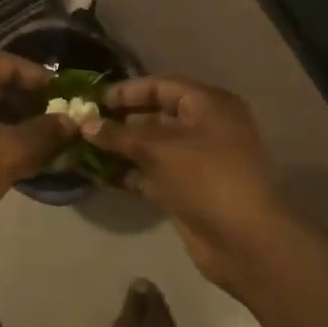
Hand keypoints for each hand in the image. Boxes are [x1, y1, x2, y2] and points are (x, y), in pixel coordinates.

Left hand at [0, 54, 75, 240]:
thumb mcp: (9, 153)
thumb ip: (44, 132)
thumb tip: (71, 121)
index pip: (6, 63)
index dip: (39, 78)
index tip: (64, 95)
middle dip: (25, 99)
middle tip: (55, 117)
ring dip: (8, 117)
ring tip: (39, 137)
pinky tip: (10, 152)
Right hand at [85, 77, 291, 288]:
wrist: (244, 240)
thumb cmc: (206, 178)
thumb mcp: (160, 149)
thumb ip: (120, 135)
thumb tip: (85, 124)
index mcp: (209, 104)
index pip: (162, 86)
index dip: (127, 91)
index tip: (93, 100)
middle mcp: (206, 127)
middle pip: (156, 115)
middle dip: (120, 121)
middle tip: (83, 126)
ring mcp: (198, 160)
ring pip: (153, 147)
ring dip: (121, 149)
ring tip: (84, 151)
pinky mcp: (189, 189)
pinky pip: (154, 173)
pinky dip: (131, 173)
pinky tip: (100, 176)